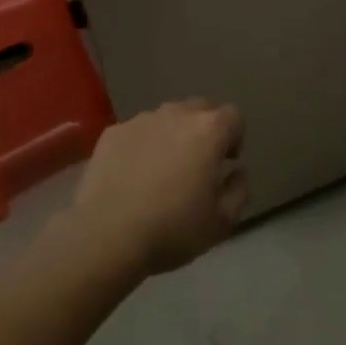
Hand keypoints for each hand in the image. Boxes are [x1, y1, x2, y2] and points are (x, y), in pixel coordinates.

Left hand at [69, 99, 247, 277]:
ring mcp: (141, 120)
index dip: (234, 138)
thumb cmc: (172, 229)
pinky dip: (141, 146)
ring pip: (166, 118)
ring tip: (161, 171)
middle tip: (196, 164)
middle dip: (204, 131)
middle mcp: (177, 114)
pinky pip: (137, 132)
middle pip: (200, 109)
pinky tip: (131, 177)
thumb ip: (239, 190)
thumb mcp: (222, 222)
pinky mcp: (113, 132)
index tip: (226, 163)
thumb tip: (237, 172)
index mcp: (209, 130)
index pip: (234, 116)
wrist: (106, 235)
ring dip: (171, 136)